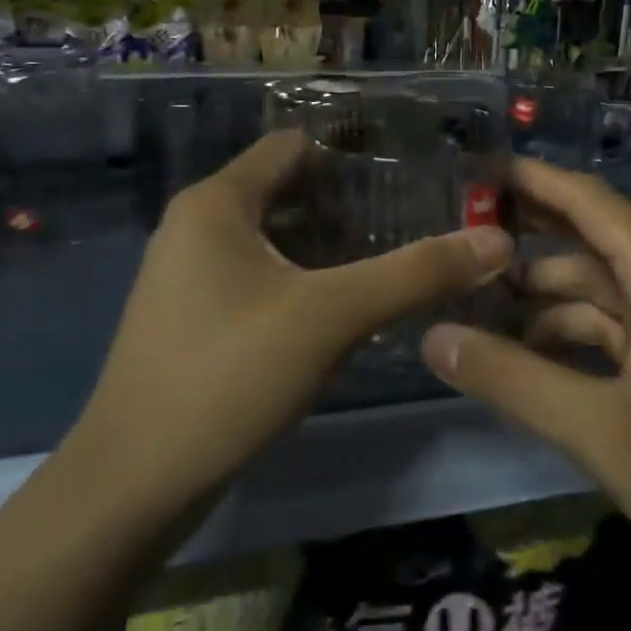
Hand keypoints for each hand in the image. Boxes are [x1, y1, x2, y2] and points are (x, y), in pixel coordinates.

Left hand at [66, 131, 514, 522]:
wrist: (134, 483)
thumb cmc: (228, 375)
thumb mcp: (331, 316)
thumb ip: (415, 273)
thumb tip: (496, 240)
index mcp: (217, 203)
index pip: (293, 147)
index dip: (352, 152)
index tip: (413, 168)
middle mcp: (196, 226)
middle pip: (285, 191)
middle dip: (348, 201)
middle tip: (416, 214)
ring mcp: (188, 275)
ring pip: (273, 239)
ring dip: (328, 244)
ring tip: (392, 254)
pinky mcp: (192, 318)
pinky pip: (257, 277)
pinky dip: (301, 278)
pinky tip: (344, 306)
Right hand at [422, 159, 630, 616]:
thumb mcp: (603, 431)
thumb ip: (513, 379)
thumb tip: (433, 337)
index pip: (588, 201)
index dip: (532, 179)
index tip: (473, 170)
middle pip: (588, 243)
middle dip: (525, 239)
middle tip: (454, 239)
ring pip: (596, 295)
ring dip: (540, 300)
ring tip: (472, 311)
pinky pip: (612, 334)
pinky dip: (567, 339)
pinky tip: (523, 359)